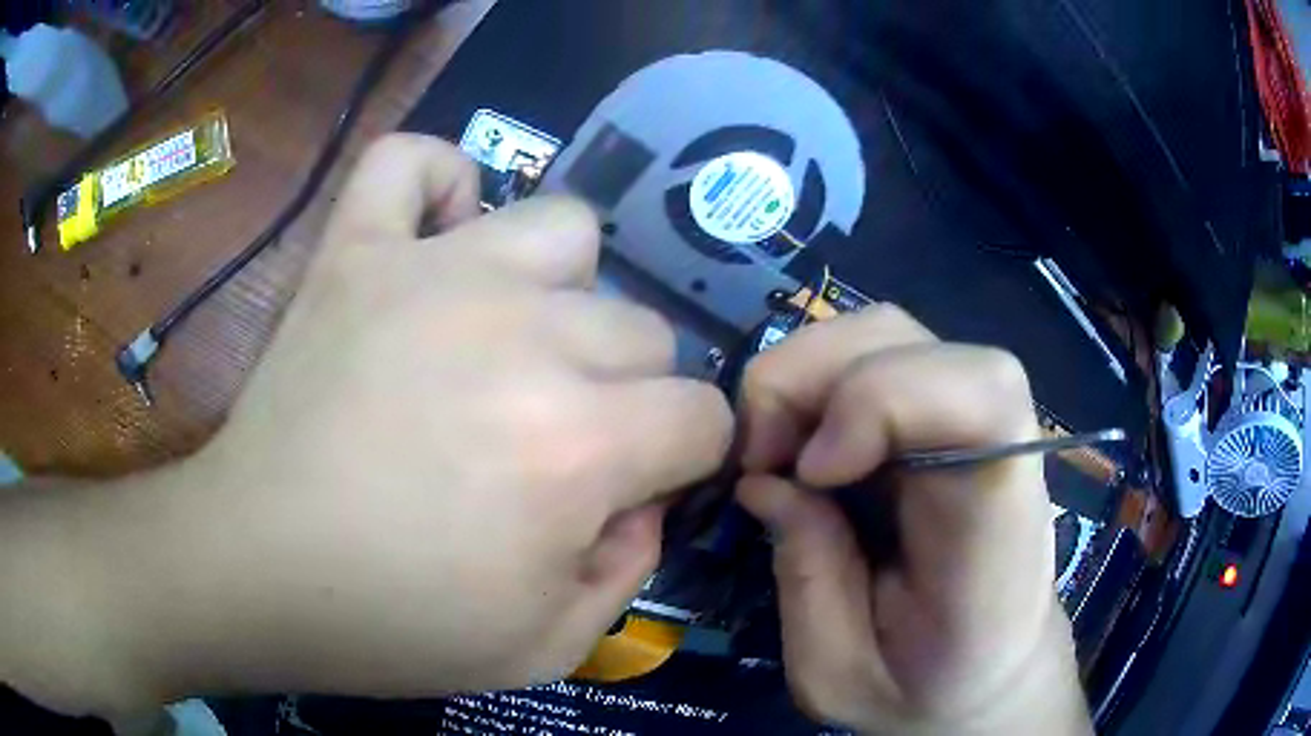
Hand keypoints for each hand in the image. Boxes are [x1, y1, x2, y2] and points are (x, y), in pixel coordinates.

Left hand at [0, 135, 731, 715]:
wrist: (253, 573)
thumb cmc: (393, 625)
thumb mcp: (547, 647)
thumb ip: (628, 571)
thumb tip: (643, 503)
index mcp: (577, 445)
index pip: (703, 416)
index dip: (687, 457)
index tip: (639, 485)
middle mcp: (525, 335)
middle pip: (643, 327)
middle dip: (628, 391)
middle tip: (560, 436)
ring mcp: (432, 272)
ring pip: (563, 227)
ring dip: (560, 287)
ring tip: (510, 335)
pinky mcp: (355, 249)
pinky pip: (413, 160)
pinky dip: (437, 181)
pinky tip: (435, 236)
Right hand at [736, 308, 1090, 733]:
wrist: (990, 671)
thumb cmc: (925, 688)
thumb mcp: (839, 674)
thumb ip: (806, 581)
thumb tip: (766, 480)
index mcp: (995, 525)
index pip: (984, 395)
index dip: (884, 398)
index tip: (812, 473)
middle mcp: (994, 446)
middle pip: (909, 340)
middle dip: (808, 380)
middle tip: (761, 461)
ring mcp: (970, 419)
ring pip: (884, 333)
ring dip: (806, 376)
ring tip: (776, 454)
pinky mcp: (942, 415)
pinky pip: (874, 358)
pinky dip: (817, 383)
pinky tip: (802, 445)